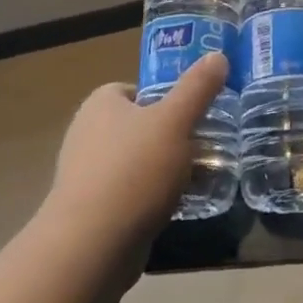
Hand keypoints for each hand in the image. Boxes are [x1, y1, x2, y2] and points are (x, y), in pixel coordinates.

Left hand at [46, 53, 229, 254]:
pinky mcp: (90, 213)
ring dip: (162, 171)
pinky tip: (175, 209)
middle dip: (169, 137)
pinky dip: (150, 200)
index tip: (193, 113)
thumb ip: (198, 88)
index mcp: (100, 104)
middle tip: (203, 145)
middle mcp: (86, 134)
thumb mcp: (175, 121)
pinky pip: (128, 196)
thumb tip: (217, 55)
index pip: (135, 89)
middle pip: (139, 127)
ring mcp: (85, 176)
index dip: (165, 98)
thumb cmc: (134, 171)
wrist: (91, 248)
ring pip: (136, 163)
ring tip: (198, 179)